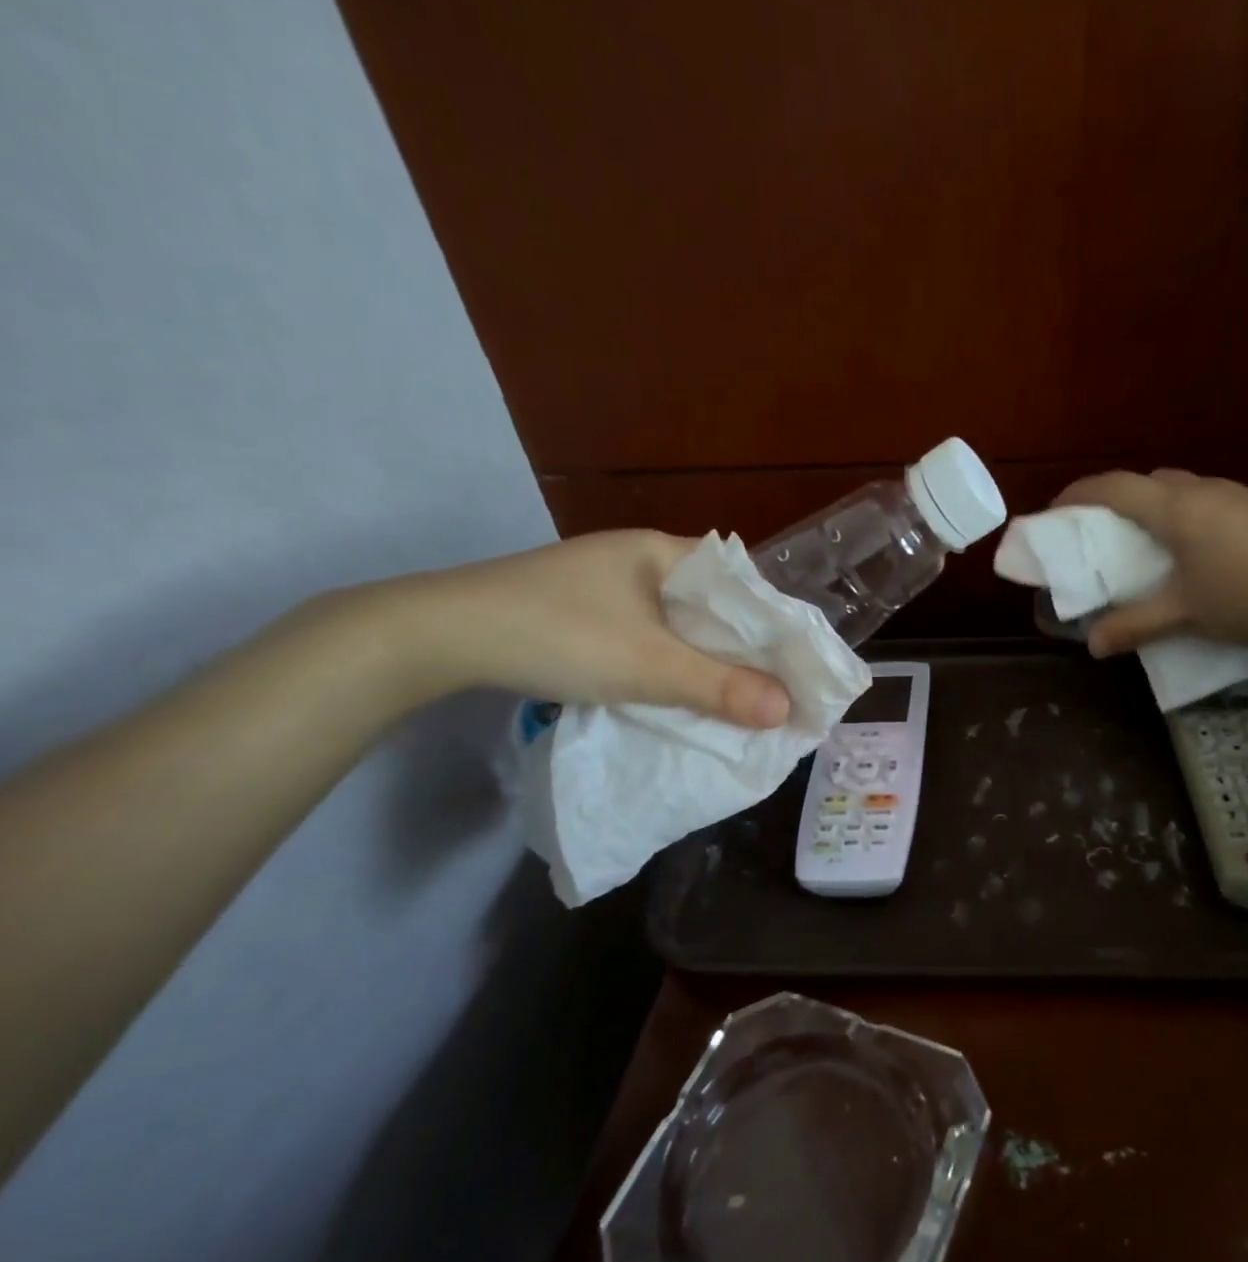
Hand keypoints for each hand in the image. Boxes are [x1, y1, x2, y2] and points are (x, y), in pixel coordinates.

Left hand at [370, 531, 791, 727]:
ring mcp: (606, 584)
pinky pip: (648, 634)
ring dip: (705, 658)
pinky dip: (670, 661)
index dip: (772, 621)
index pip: (740, 581)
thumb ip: (720, 688)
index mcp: (661, 550)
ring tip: (738, 695)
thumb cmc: (556, 635)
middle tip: (774, 687)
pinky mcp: (582, 611)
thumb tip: (787, 711)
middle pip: (711, 604)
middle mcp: (638, 559)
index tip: (797, 662)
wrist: (436, 636)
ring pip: (679, 623)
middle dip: (743, 647)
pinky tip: (679, 688)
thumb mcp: (648, 665)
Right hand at [1051, 469, 1247, 658]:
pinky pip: (1208, 501)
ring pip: (1181, 489)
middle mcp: (1205, 489)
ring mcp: (1239, 494)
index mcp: (1178, 508)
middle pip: (1148, 481)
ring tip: (1145, 545)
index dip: (1078, 494)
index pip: (1115, 487)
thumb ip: (1134, 625)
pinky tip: (1193, 552)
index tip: (1055, 511)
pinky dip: (1184, 516)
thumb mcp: (1184, 616)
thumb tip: (1092, 644)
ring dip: (1154, 508)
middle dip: (1116, 500)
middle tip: (1100, 534)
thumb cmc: (1247, 600)